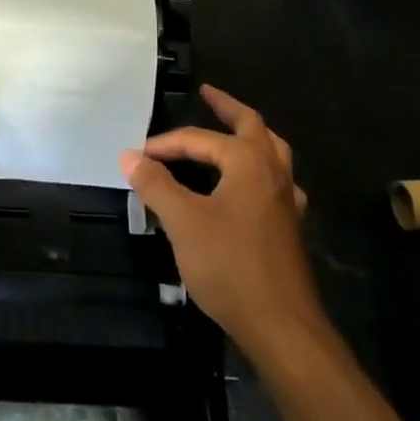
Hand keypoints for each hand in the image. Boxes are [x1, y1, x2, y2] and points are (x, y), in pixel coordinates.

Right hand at [121, 85, 321, 360]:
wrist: (282, 326)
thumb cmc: (230, 265)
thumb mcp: (183, 222)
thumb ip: (156, 185)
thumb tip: (130, 155)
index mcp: (247, 160)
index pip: (199, 140)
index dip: (166, 145)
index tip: (138, 156)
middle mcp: (272, 170)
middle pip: (251, 124)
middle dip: (227, 107)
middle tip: (207, 94)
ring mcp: (287, 198)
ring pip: (272, 151)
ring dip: (249, 135)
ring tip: (231, 131)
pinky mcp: (290, 226)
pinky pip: (276, 182)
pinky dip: (260, 171)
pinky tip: (251, 187)